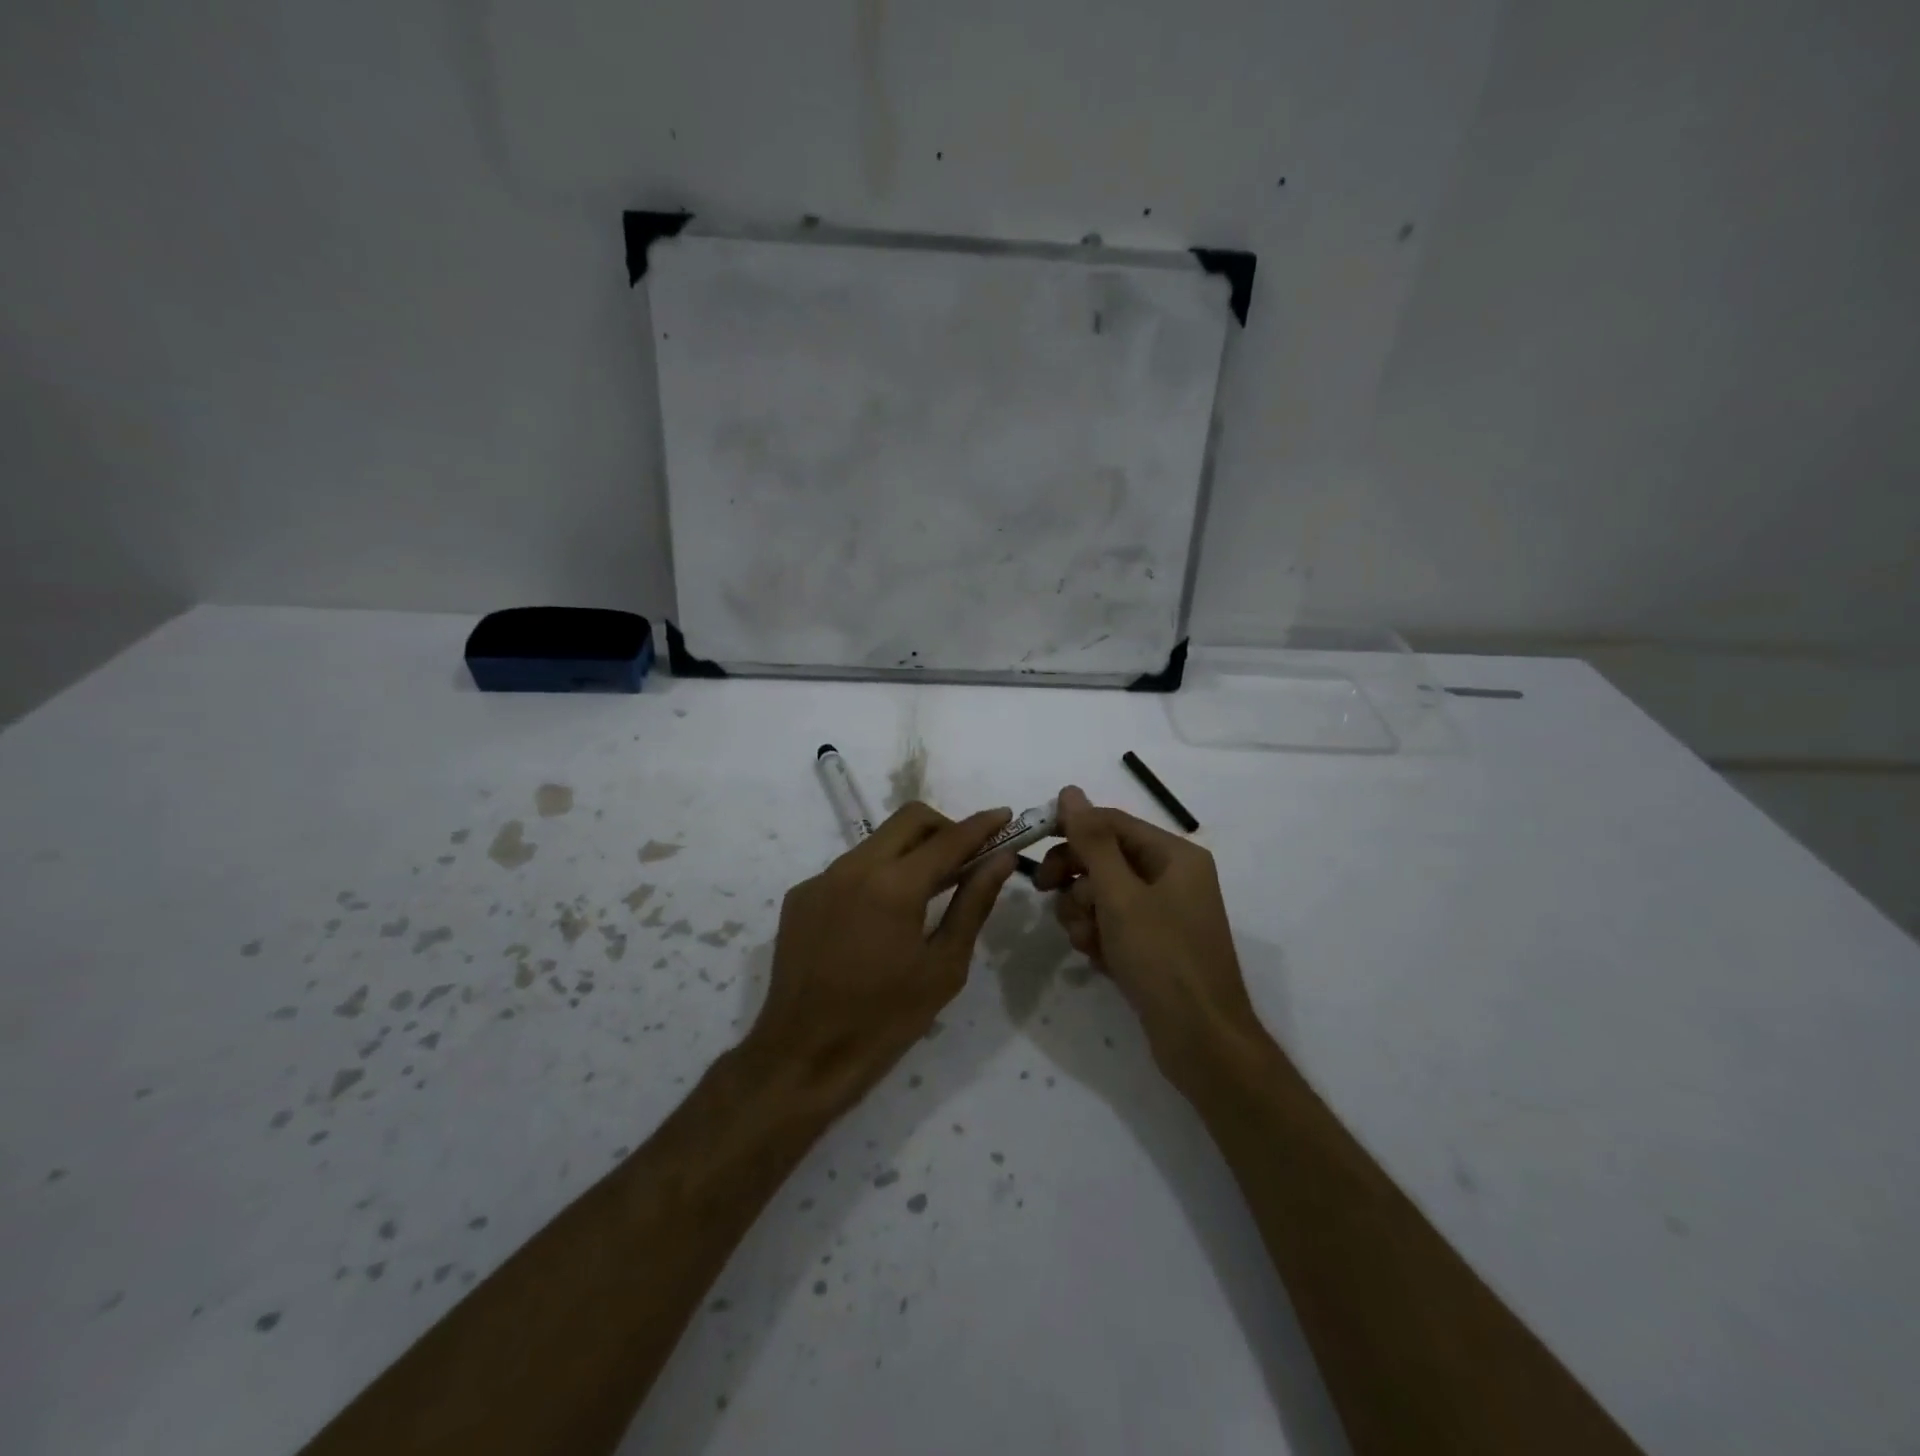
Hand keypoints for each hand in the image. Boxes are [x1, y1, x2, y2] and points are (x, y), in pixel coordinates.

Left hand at [744, 802, 1018, 1108]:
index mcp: (894, 886)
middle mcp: (853, 867)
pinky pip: (849, 868)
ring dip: (910, 851)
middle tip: (967, 858)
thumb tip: (1000, 859)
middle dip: (945, 828)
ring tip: (929, 890)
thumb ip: (973, 904)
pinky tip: (882, 918)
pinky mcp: (801, 896)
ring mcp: (821, 879)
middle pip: (909, 820)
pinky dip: (877, 876)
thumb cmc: (885, 1020)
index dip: (982, 825)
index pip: (949, 838)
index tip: (1005, 816)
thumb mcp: (943, 967)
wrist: (803, 1056)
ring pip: (877, 841)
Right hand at [1034, 785, 1262, 1086]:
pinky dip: (1097, 936)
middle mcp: (1172, 877)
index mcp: (1174, 855)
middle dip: (1076, 878)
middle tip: (1046, 893)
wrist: (1201, 1042)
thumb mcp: (1121, 896)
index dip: (1071, 828)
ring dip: (1083, 913)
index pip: (1111, 822)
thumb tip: (1070, 791)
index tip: (1032, 843)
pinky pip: (1112, 923)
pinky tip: (1097, 959)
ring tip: (1085, 941)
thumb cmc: (1163, 959)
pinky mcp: (1152, 944)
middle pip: (1104, 857)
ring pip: (1102, 893)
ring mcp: (1163, 913)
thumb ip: (1092, 841)